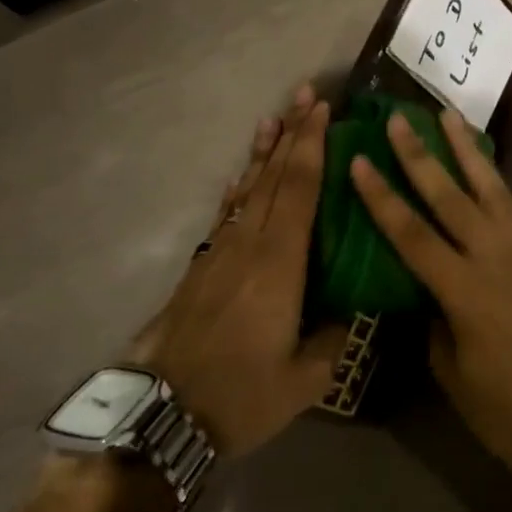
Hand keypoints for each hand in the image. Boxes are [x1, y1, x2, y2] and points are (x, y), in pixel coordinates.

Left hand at [129, 86, 346, 458]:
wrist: (160, 416)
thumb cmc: (240, 395)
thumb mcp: (304, 379)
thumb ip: (334, 337)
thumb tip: (350, 311)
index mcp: (279, 264)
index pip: (299, 189)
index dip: (312, 146)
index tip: (323, 110)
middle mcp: (249, 246)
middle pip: (273, 177)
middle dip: (292, 134)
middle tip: (305, 95)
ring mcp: (220, 254)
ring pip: (247, 190)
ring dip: (264, 152)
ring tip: (274, 119)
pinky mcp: (201, 269)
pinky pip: (227, 214)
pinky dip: (240, 188)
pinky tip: (244, 176)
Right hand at [348, 107, 511, 488]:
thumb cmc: (509, 412)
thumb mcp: (454, 375)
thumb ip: (435, 325)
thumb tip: (427, 295)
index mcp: (465, 292)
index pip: (413, 235)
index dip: (382, 198)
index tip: (360, 161)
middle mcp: (495, 259)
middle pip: (450, 197)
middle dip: (421, 155)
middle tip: (399, 119)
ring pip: (490, 188)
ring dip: (466, 150)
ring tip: (448, 115)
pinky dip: (494, 179)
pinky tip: (483, 166)